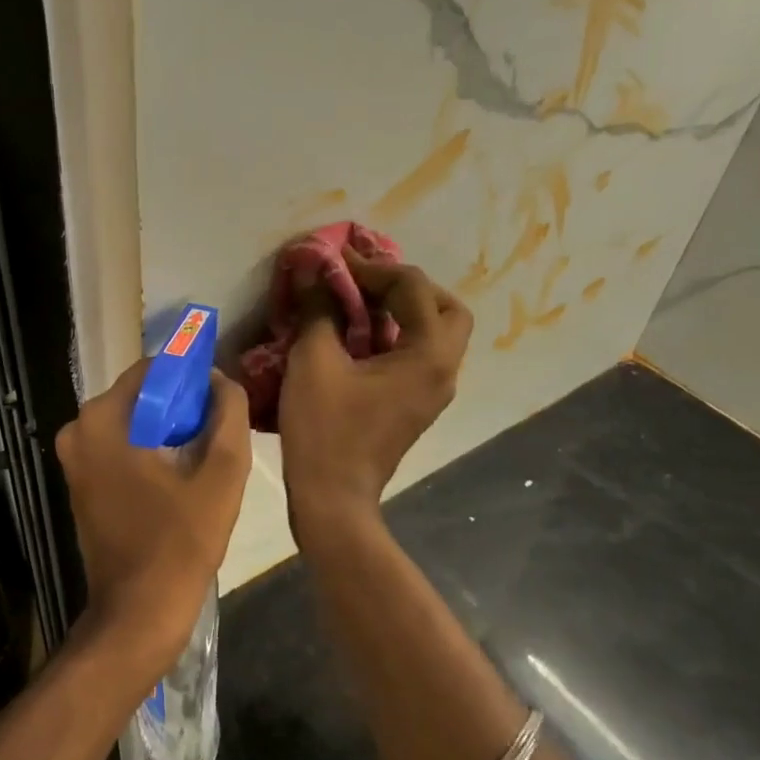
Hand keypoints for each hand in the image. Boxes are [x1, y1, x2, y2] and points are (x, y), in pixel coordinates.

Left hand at [55, 360, 252, 684]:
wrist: (137, 614)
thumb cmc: (180, 544)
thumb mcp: (222, 474)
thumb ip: (227, 414)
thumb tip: (220, 380)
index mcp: (103, 419)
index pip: (153, 369)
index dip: (191, 377)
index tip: (221, 398)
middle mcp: (78, 430)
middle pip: (141, 396)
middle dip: (181, 406)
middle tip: (218, 431)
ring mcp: (75, 459)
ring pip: (133, 422)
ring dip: (168, 430)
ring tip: (205, 455)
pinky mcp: (81, 482)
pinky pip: (121, 447)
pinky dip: (150, 450)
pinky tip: (182, 474)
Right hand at [279, 252, 472, 524]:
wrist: (333, 498)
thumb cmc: (324, 428)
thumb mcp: (314, 360)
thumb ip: (319, 308)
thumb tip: (314, 270)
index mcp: (428, 354)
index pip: (413, 287)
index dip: (373, 266)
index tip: (335, 260)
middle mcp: (444, 369)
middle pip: (445, 308)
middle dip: (407, 286)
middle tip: (366, 282)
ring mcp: (433, 391)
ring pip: (434, 333)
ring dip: (402, 310)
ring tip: (358, 303)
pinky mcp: (415, 405)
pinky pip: (417, 355)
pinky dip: (395, 336)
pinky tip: (357, 337)